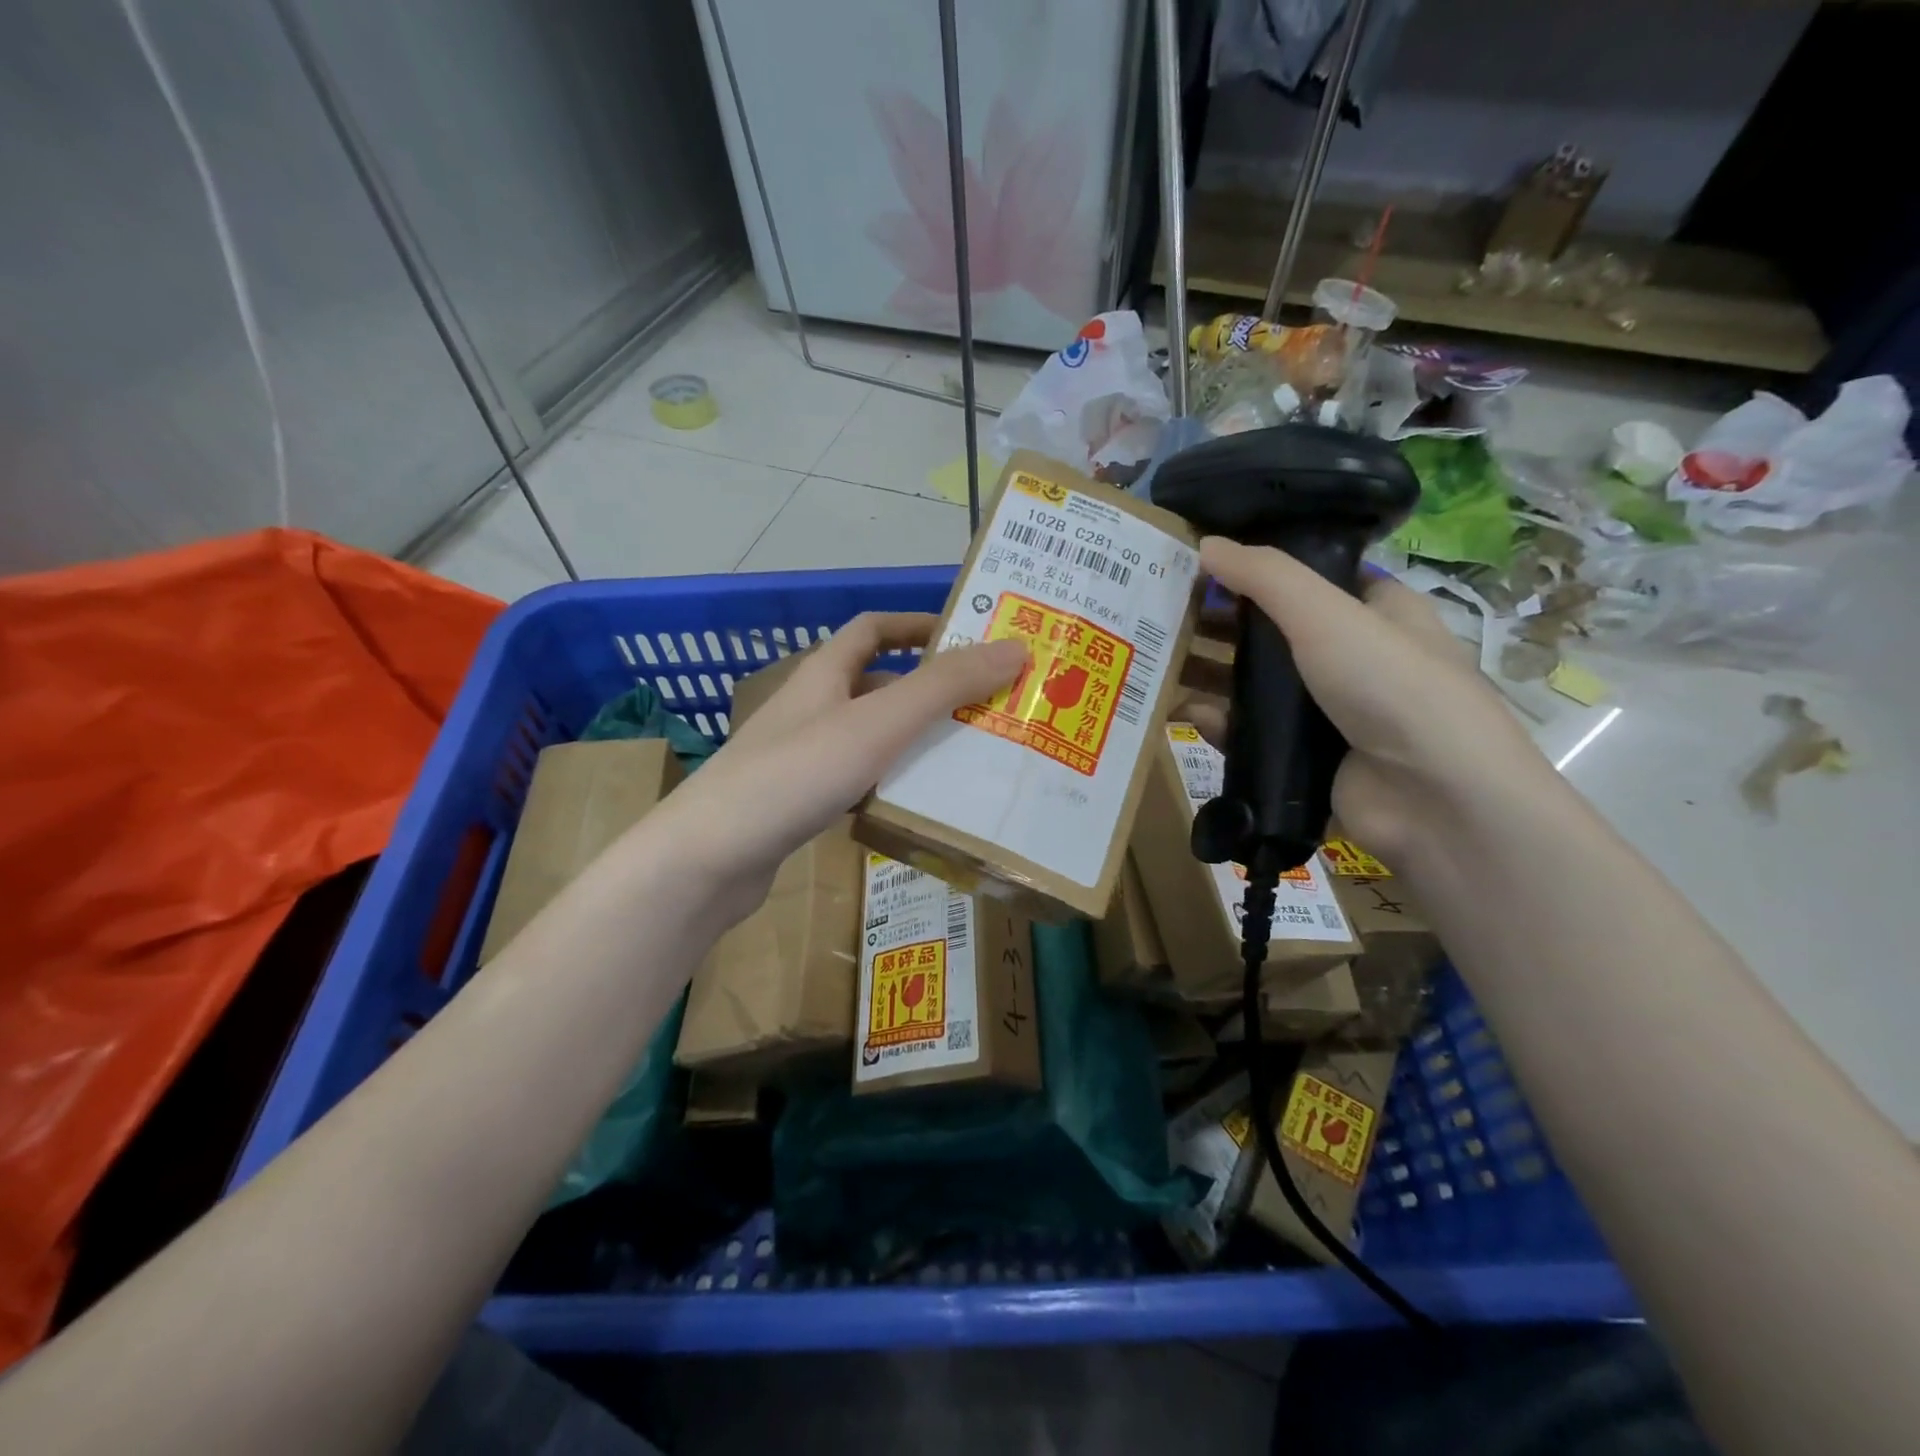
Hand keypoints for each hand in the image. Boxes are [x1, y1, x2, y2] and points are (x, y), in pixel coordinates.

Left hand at [653, 612, 1025, 924]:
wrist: (709, 858)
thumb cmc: (795, 774)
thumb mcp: (878, 723)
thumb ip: (945, 686)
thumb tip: (1015, 647)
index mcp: (824, 674)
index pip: (873, 628)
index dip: (918, 624)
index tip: (967, 638)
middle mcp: (811, 707)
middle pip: (877, 684)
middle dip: (929, 690)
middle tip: (987, 707)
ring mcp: (800, 756)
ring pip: (869, 736)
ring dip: (913, 739)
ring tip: (968, 758)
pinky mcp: (797, 801)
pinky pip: (856, 779)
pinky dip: (889, 782)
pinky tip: (916, 805)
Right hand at [1195, 538, 1550, 861]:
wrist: (1434, 798)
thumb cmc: (1391, 685)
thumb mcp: (1327, 614)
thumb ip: (1264, 576)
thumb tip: (1205, 543)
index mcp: (1376, 612)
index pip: (1310, 578)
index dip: (1258, 570)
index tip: (1201, 567)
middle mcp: (1354, 658)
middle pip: (1273, 632)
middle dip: (1220, 624)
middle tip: (1163, 615)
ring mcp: (1329, 713)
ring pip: (1257, 686)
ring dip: (1210, 675)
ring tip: (1159, 663)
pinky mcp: (1306, 760)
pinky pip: (1252, 735)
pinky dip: (1219, 724)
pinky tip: (1185, 714)